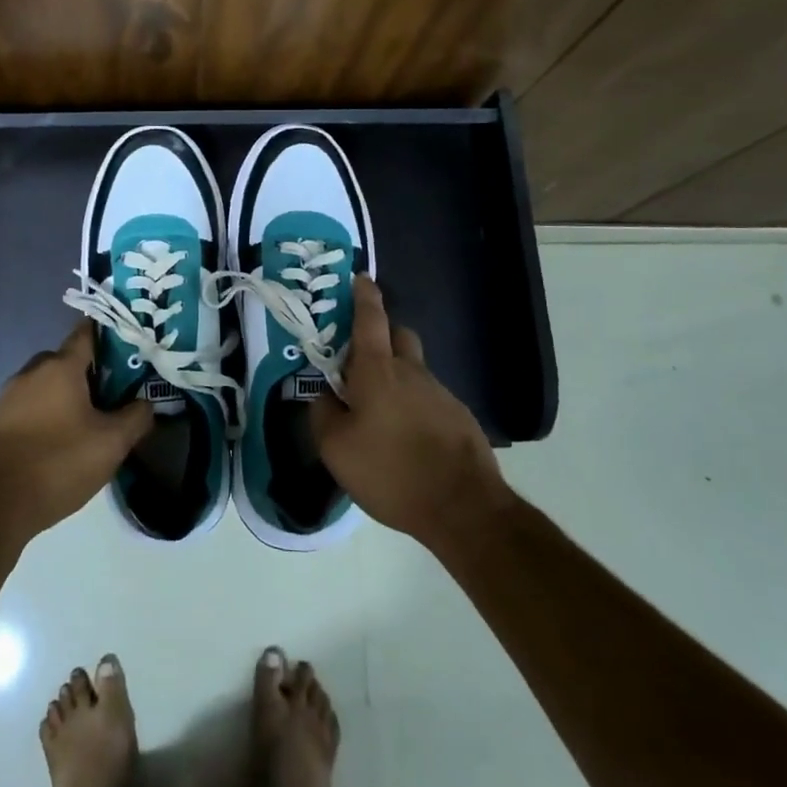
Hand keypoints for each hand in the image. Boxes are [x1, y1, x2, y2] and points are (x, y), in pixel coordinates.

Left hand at [0, 321, 152, 547]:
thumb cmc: (57, 464)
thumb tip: (146, 403)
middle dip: (92, 373)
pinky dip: (48, 415)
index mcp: (59, 366)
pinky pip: (30, 407)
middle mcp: (30, 372)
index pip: (88, 332)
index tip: (132, 348)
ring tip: (91, 424)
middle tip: (117, 396)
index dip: (111, 336)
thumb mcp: (111, 444)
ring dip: (69, 397)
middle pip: (68, 360)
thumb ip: (136, 417)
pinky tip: (60, 443)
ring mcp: (8, 397)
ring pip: (48, 386)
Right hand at [311, 274, 511, 550]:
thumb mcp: (335, 448)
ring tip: (379, 413)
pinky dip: (413, 405)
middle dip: (380, 337)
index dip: (363, 296)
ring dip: (396, 377)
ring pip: (414, 369)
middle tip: (359, 361)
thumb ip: (322, 412)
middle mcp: (412, 371)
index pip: (370, 318)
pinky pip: (429, 397)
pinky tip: (406, 438)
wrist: (463, 507)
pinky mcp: (459, 417)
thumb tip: (324, 393)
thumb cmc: (391, 471)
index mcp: (378, 370)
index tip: (360, 278)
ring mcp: (440, 393)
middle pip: (398, 336)